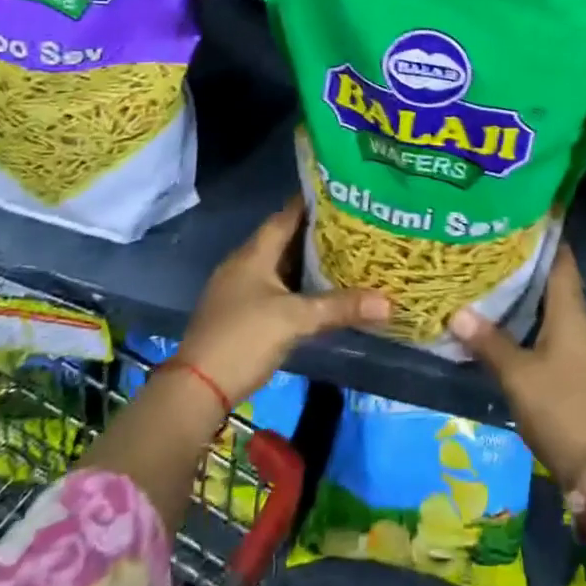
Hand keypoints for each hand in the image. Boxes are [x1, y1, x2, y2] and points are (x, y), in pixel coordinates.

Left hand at [179, 198, 390, 404]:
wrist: (196, 390)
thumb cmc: (244, 339)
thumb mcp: (295, 320)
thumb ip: (340, 307)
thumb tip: (389, 302)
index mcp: (254, 253)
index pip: (286, 215)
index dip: (312, 203)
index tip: (342, 195)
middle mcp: (244, 264)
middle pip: (284, 239)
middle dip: (316, 234)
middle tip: (352, 227)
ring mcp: (238, 290)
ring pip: (278, 265)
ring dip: (306, 261)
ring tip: (344, 255)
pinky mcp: (238, 314)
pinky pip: (273, 287)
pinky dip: (295, 285)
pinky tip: (317, 292)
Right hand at [449, 246, 585, 488]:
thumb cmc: (558, 407)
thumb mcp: (517, 375)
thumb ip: (489, 342)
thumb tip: (457, 312)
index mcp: (572, 311)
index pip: (561, 259)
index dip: (544, 236)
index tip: (519, 216)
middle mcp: (583, 319)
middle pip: (557, 278)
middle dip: (528, 262)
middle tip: (494, 246)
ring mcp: (585, 342)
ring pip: (556, 303)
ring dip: (531, 291)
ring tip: (495, 276)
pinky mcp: (581, 362)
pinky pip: (558, 325)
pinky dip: (536, 315)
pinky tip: (511, 319)